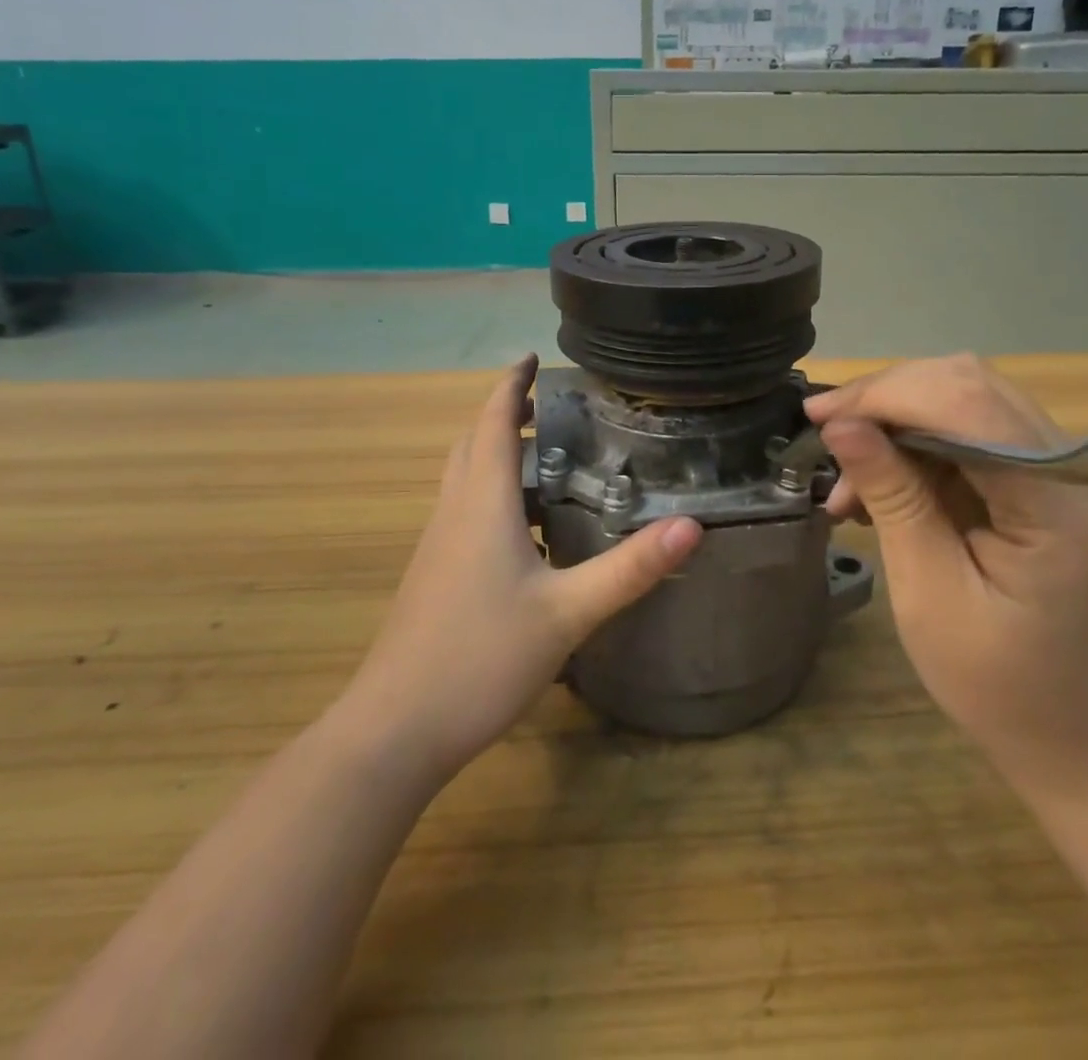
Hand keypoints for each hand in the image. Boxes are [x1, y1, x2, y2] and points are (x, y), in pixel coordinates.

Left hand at [348, 357, 701, 777]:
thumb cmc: (480, 659)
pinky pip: (462, 509)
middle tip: (547, 403)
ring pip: (463, 476)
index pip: (493, 423)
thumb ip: (629, 569)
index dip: (512, 385)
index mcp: (481, 505)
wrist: (395, 729)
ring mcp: (437, 546)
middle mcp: (454, 513)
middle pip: (472, 442)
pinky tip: (523, 524)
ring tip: (542, 452)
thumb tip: (692, 526)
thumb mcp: (567, 614)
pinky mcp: (434, 575)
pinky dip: (489, 490)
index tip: (532, 357)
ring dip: (494, 450)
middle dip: (504, 413)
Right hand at [806, 355, 1087, 788]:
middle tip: (823, 433)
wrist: (1075, 734)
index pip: (970, 405)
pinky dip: (915, 445)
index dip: (887, 395)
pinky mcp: (1042, 476)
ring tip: (846, 482)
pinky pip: (970, 430)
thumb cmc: (998, 683)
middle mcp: (1073, 465)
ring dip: (896, 422)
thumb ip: (893, 498)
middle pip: (969, 385)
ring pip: (965, 398)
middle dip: (886, 399)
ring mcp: (1063, 467)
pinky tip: (878, 483)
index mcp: (1060, 502)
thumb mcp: (930, 594)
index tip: (817, 416)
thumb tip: (840, 425)